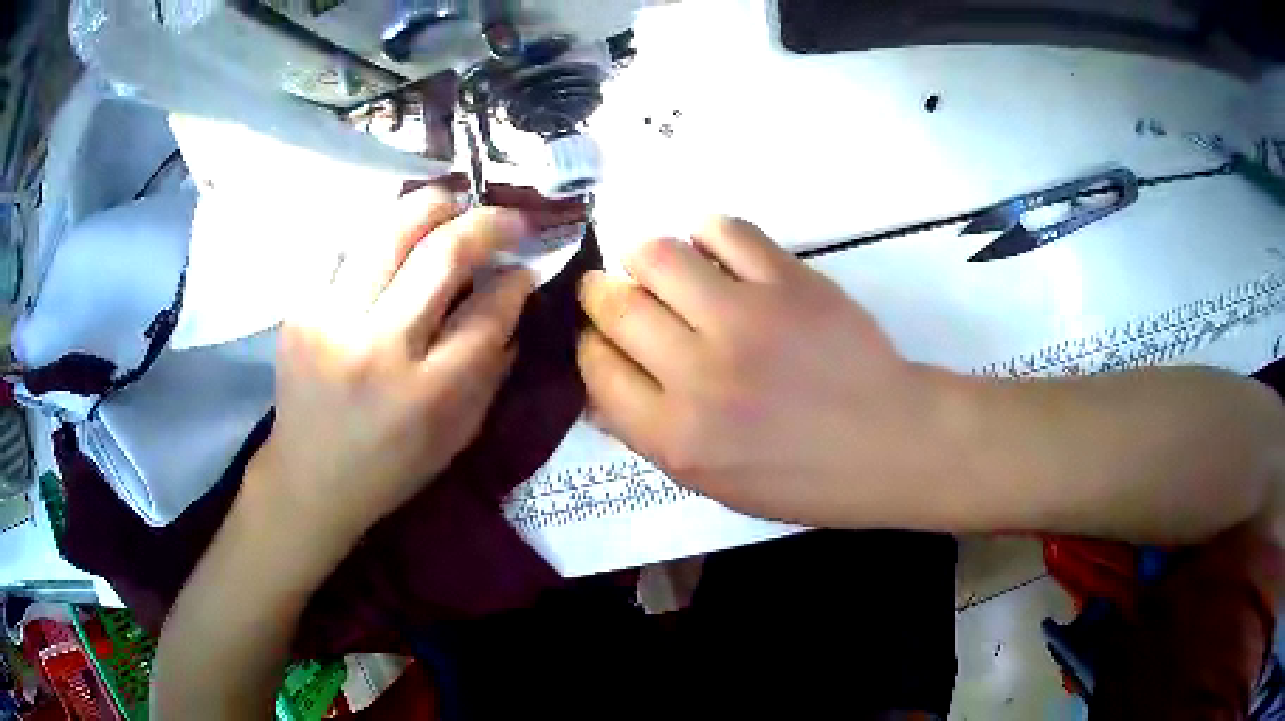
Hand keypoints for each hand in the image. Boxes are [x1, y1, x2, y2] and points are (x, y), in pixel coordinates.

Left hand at [258, 188, 534, 542]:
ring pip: (389, 231)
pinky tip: (397, 237)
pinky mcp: (300, 309)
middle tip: (505, 218)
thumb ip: (490, 372)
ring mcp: (331, 321)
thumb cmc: (389, 469)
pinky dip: (381, 232)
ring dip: (431, 206)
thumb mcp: (456, 438)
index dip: (515, 282)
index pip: (485, 313)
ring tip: (452, 204)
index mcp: (426, 393)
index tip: (526, 267)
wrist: (308, 480)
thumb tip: (512, 302)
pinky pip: (347, 248)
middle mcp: (378, 349)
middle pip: (441, 255)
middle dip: (485, 223)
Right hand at [577, 217, 958, 527]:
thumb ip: (649, 435)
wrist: (888, 443)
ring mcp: (745, 320)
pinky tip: (714, 253)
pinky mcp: (788, 281)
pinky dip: (707, 234)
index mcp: (676, 436)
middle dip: (601, 293)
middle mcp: (698, 375)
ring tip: (659, 268)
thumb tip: (598, 389)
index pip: (597, 369)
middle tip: (612, 291)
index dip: (591, 345)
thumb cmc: (801, 477)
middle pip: (616, 307)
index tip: (601, 337)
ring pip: (658, 255)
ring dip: (644, 256)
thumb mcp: (712, 482)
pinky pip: (723, 231)